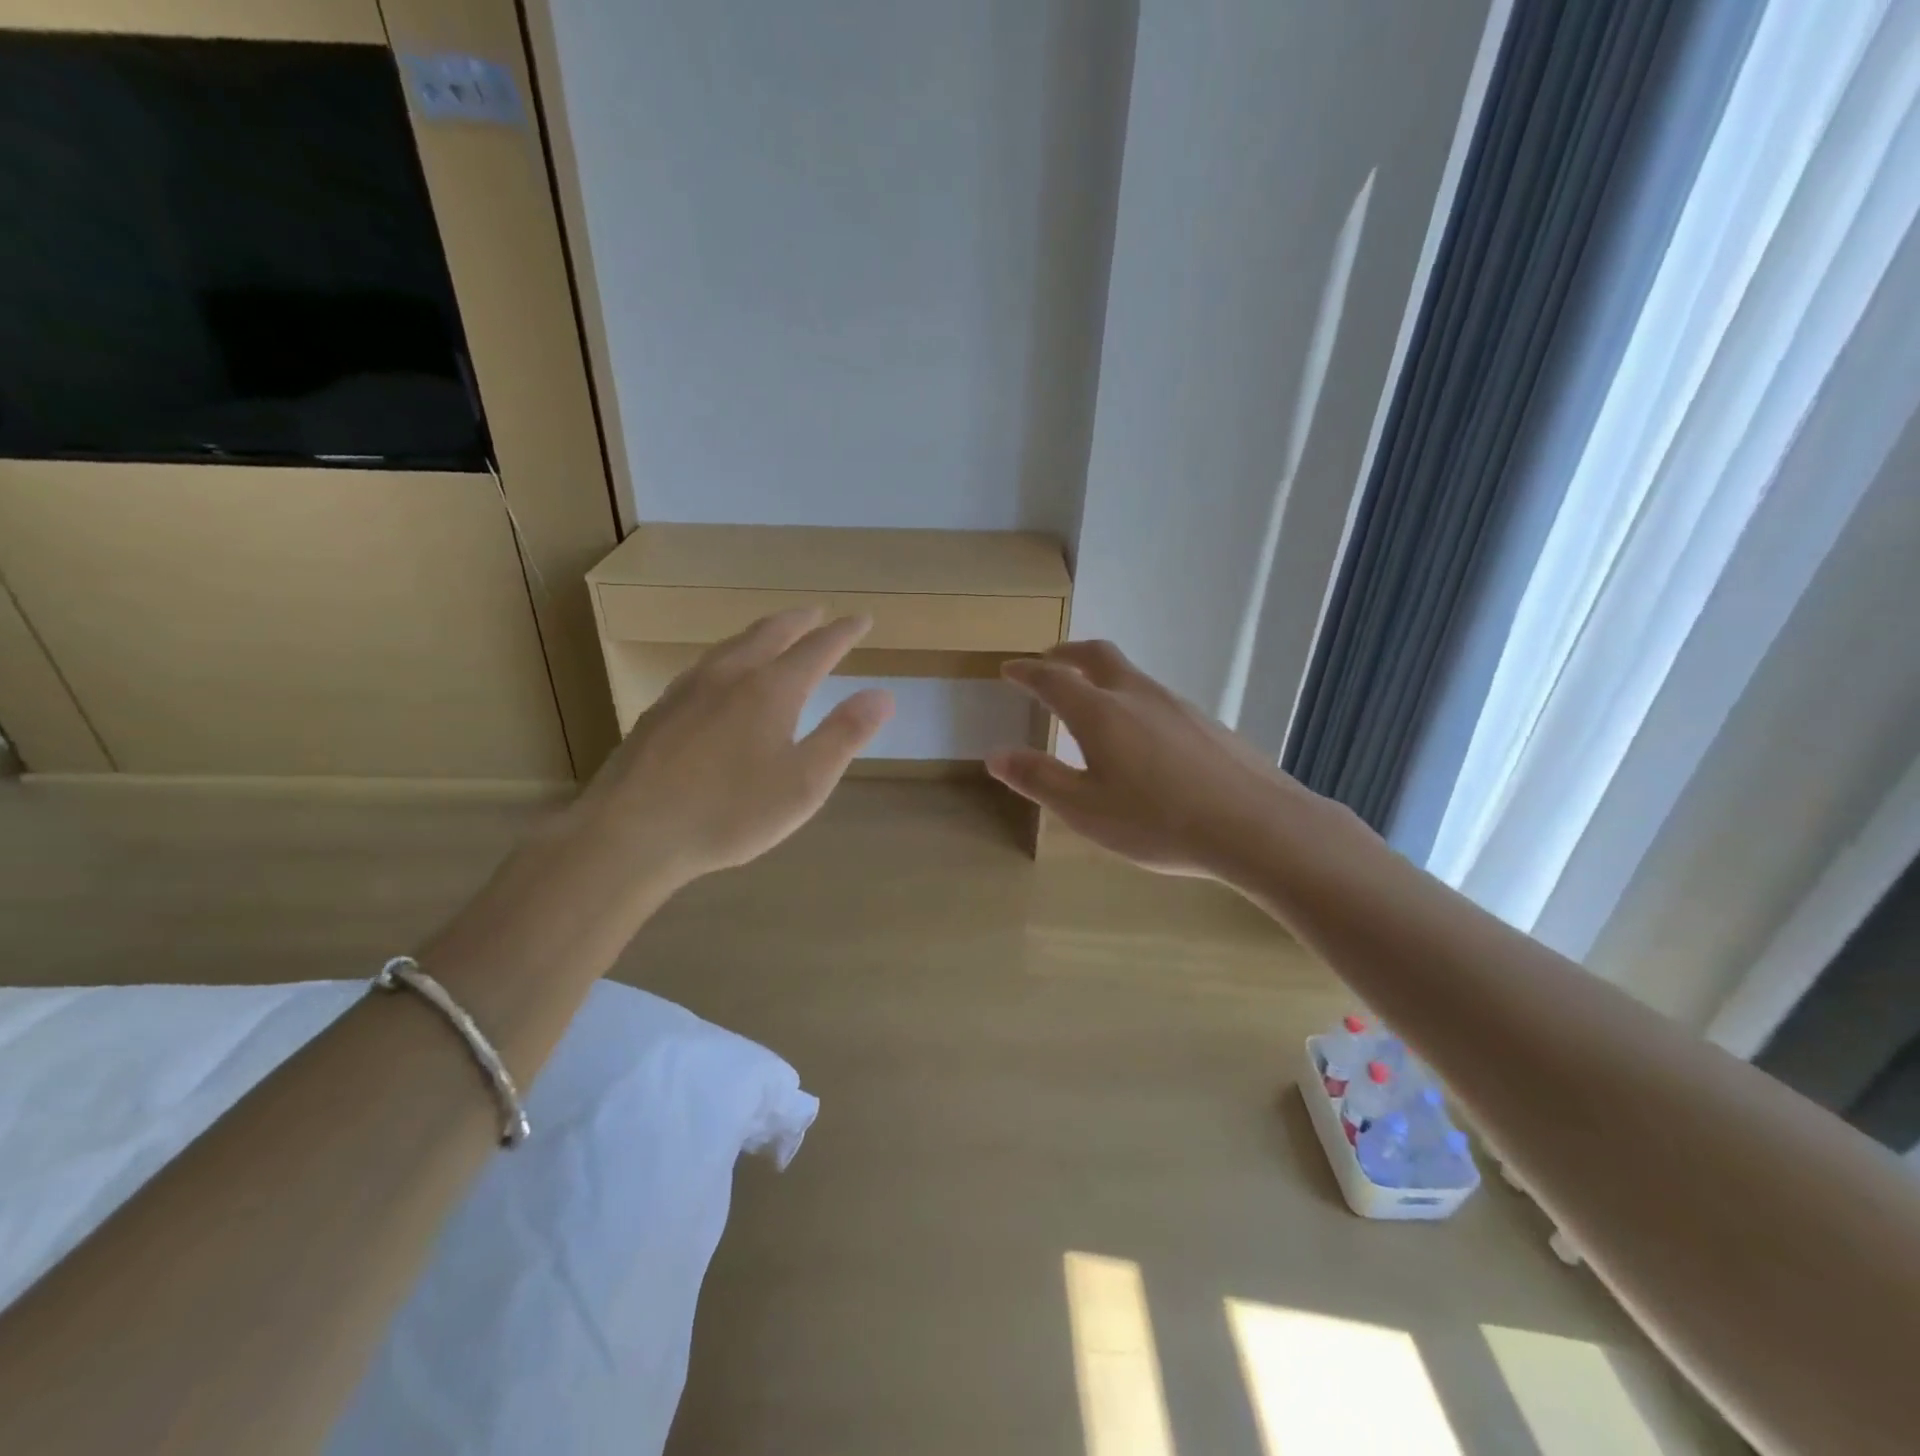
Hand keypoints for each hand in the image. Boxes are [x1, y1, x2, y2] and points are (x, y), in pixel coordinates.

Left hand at [575, 608, 893, 886]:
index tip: (861, 619)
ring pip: (733, 644)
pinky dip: (730, 654)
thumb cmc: (730, 812)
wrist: (631, 832)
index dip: (844, 632)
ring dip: (762, 631)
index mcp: (772, 690)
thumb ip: (844, 735)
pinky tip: (720, 673)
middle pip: (771, 633)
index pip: (818, 648)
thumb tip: (882, 694)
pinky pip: (706, 664)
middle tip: (818, 614)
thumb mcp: (804, 783)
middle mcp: (731, 675)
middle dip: (800, 621)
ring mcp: (690, 688)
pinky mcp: (661, 708)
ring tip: (774, 632)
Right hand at [987, 640, 1331, 877]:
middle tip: (1049, 660)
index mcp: (1101, 713)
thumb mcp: (1085, 810)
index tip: (1009, 668)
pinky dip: (1132, 700)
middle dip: (1067, 654)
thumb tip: (994, 755)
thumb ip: (1038, 778)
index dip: (1027, 671)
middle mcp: (1138, 696)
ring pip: (1131, 675)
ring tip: (1091, 699)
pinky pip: (1157, 699)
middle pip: (1097, 656)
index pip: (1053, 679)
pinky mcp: (1206, 723)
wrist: (1256, 827)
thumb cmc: (1158, 821)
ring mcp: (1178, 706)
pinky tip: (1141, 737)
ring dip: (1102, 675)